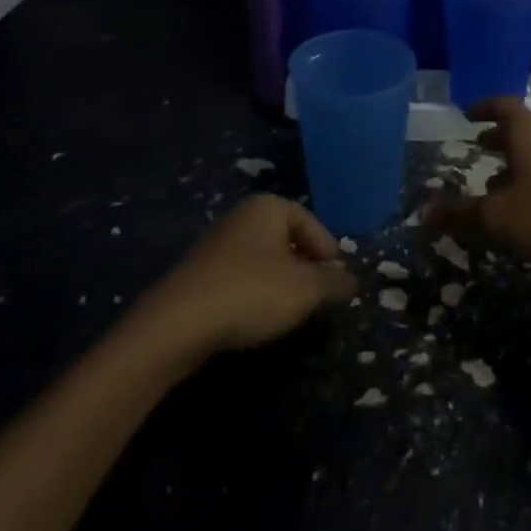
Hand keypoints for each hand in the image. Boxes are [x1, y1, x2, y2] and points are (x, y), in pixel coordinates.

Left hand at [137, 195, 357, 356]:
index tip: (338, 281)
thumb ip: (334, 283)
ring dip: (281, 282)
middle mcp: (242, 216)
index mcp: (268, 207)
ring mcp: (217, 243)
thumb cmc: (251, 293)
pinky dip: (256, 292)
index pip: (311, 223)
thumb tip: (353, 281)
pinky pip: (241, 276)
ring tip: (292, 311)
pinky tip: (258, 317)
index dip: (329, 252)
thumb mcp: (305, 290)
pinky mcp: (200, 272)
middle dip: (306, 267)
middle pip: (287, 239)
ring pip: (264, 259)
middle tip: (319, 297)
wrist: (177, 323)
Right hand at [426, 97, 530, 264]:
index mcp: (526, 132)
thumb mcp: (497, 217)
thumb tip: (425, 212)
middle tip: (479, 144)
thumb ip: (461, 213)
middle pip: (521, 127)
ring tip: (497, 182)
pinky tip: (528, 203)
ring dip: (516, 160)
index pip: (502, 105)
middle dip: (498, 136)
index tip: (468, 112)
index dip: (483, 107)